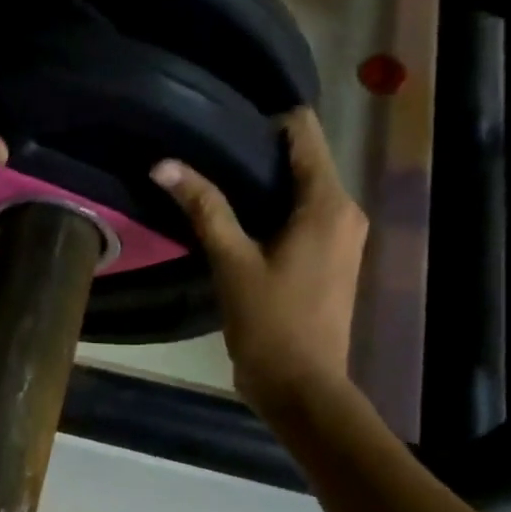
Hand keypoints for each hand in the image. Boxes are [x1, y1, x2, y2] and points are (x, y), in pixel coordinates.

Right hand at [152, 108, 367, 418]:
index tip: (220, 135)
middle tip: (208, 165)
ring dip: (264, 188)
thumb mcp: (231, 262)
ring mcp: (344, 237)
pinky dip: (275, 214)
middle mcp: (346, 211)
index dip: (263, 123)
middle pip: (303, 159)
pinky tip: (240, 230)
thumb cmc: (270, 324)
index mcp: (328, 203)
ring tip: (216, 195)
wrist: (302, 388)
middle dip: (258, 157)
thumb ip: (204, 208)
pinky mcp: (335, 260)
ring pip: (303, 190)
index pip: (304, 130)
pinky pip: (305, 217)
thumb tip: (164, 165)